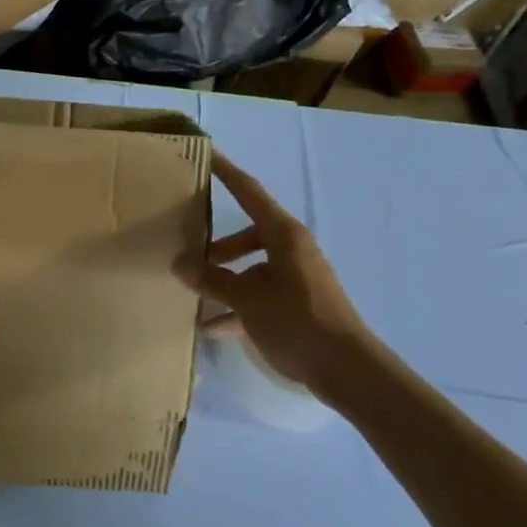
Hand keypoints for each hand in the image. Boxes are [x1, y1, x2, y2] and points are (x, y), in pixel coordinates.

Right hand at [173, 151, 371, 396]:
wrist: (347, 371)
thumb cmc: (298, 321)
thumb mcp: (248, 299)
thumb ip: (212, 279)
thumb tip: (180, 264)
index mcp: (283, 236)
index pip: (249, 193)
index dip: (226, 173)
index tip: (206, 155)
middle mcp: (290, 250)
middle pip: (246, 235)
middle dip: (216, 245)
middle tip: (186, 250)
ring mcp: (294, 279)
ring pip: (250, 269)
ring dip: (223, 280)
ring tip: (192, 294)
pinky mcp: (296, 306)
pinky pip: (257, 297)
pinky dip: (236, 308)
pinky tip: (210, 328)